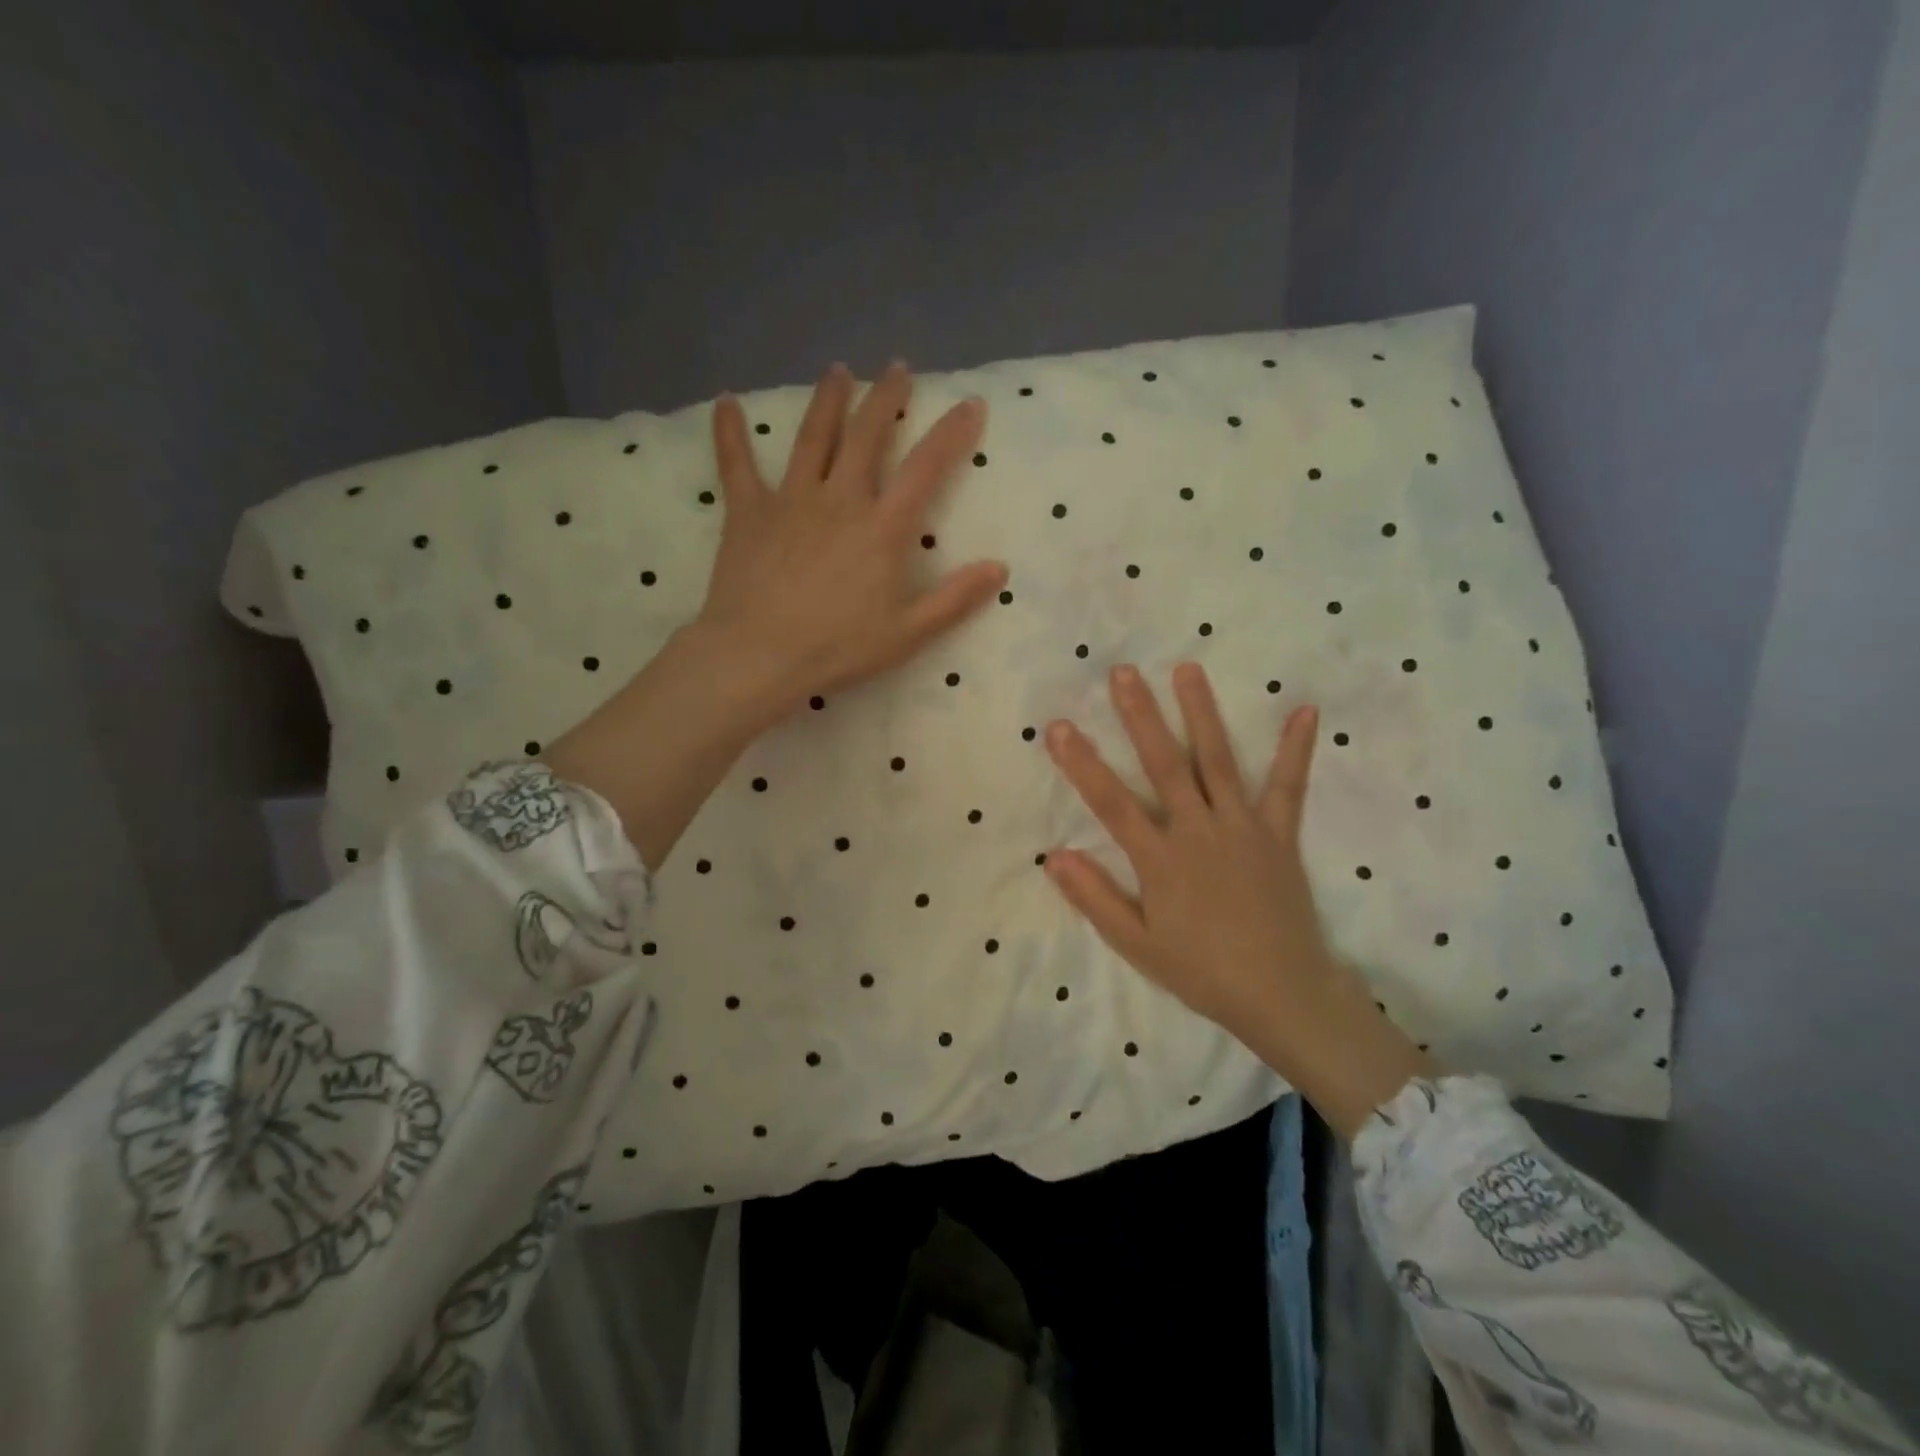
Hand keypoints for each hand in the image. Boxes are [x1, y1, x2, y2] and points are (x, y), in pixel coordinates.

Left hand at [549, 362, 1003, 872]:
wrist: (759, 655)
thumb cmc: (838, 648)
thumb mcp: (908, 632)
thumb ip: (954, 598)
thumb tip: (999, 567)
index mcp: (882, 527)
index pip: (926, 467)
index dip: (951, 432)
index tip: (969, 404)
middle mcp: (840, 498)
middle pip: (866, 434)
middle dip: (885, 398)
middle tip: (897, 369)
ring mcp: (790, 499)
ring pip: (812, 437)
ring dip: (828, 400)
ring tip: (838, 370)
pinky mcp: (748, 512)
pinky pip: (737, 463)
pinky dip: (730, 432)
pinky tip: (726, 402)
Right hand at [1042, 662, 1436, 1138]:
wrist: (1282, 994)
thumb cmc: (1201, 971)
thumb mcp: (1137, 944)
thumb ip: (1095, 898)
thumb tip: (1053, 856)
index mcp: (1160, 859)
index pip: (1112, 803)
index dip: (1082, 764)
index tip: (1058, 727)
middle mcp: (1198, 831)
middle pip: (1164, 765)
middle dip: (1141, 717)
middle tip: (1123, 672)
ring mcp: (1242, 828)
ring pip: (1217, 761)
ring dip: (1201, 714)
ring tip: (1188, 669)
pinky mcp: (1279, 835)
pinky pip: (1287, 787)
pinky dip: (1296, 750)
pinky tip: (1305, 712)